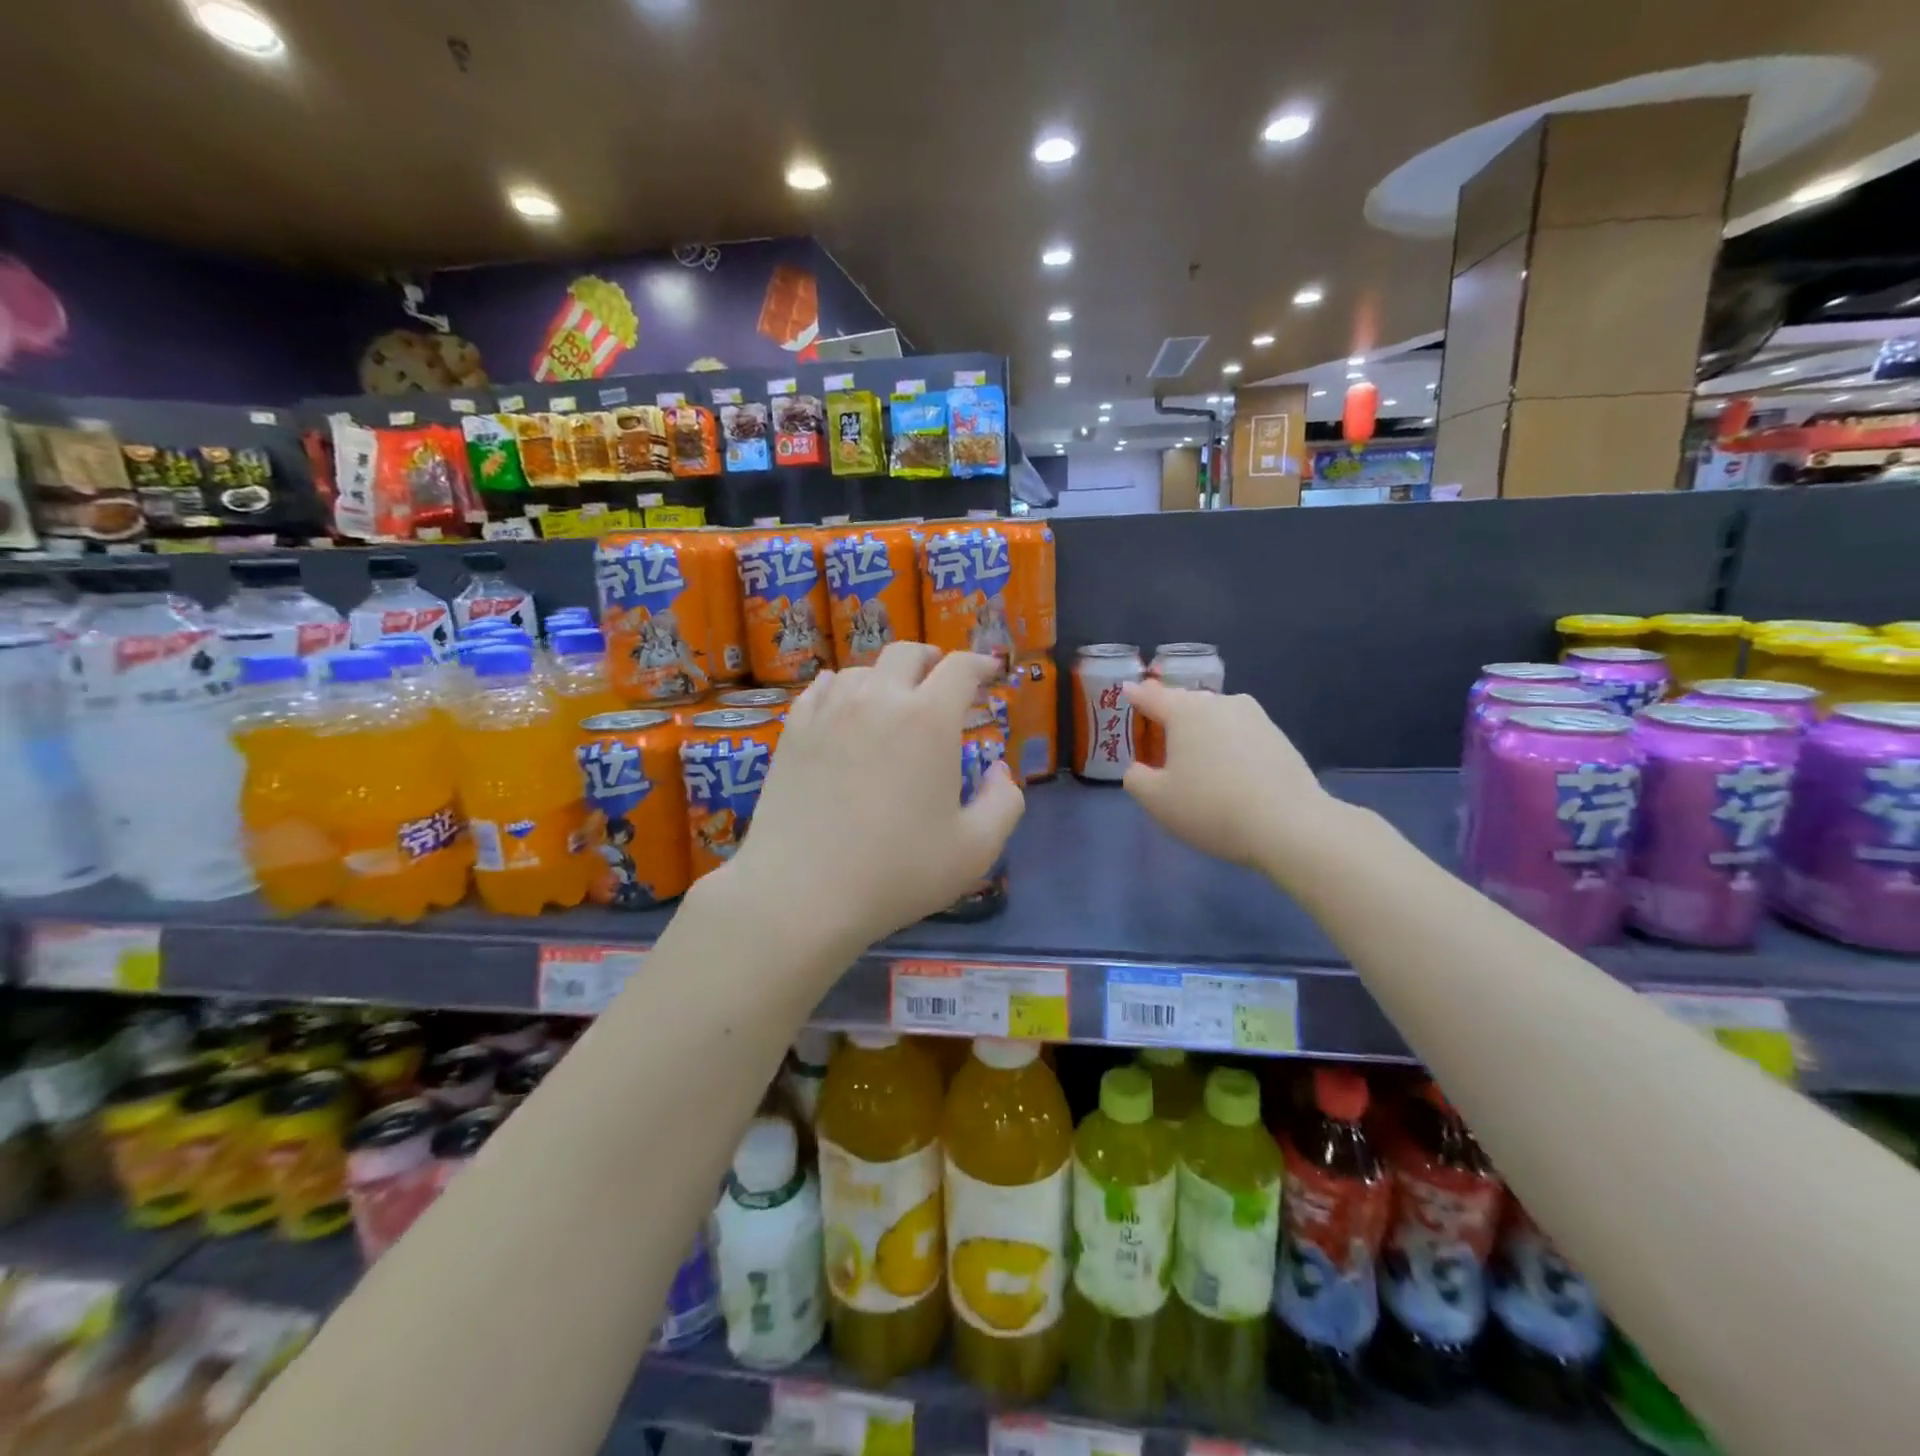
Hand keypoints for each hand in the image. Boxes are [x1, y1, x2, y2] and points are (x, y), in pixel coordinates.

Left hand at [724, 643, 1023, 949]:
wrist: (801, 892)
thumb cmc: (896, 872)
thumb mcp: (975, 849)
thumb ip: (1004, 803)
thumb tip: (1000, 771)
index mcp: (928, 720)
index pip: (960, 669)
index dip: (980, 664)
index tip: (989, 671)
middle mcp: (878, 700)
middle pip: (907, 654)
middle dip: (932, 659)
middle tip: (941, 677)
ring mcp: (829, 712)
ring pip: (861, 669)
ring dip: (886, 676)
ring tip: (892, 698)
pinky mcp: (793, 731)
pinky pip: (820, 689)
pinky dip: (841, 688)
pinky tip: (841, 705)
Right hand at [1122, 680, 1334, 873]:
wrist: (1290, 825)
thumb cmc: (1211, 807)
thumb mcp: (1156, 800)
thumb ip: (1136, 778)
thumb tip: (1140, 768)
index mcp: (1185, 711)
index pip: (1152, 696)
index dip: (1136, 695)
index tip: (1127, 691)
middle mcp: (1220, 703)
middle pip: (1186, 704)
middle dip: (1171, 716)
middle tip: (1159, 736)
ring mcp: (1255, 717)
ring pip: (1216, 718)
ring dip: (1202, 733)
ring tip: (1196, 760)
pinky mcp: (1279, 737)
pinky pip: (1240, 735)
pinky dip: (1228, 747)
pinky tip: (1228, 773)